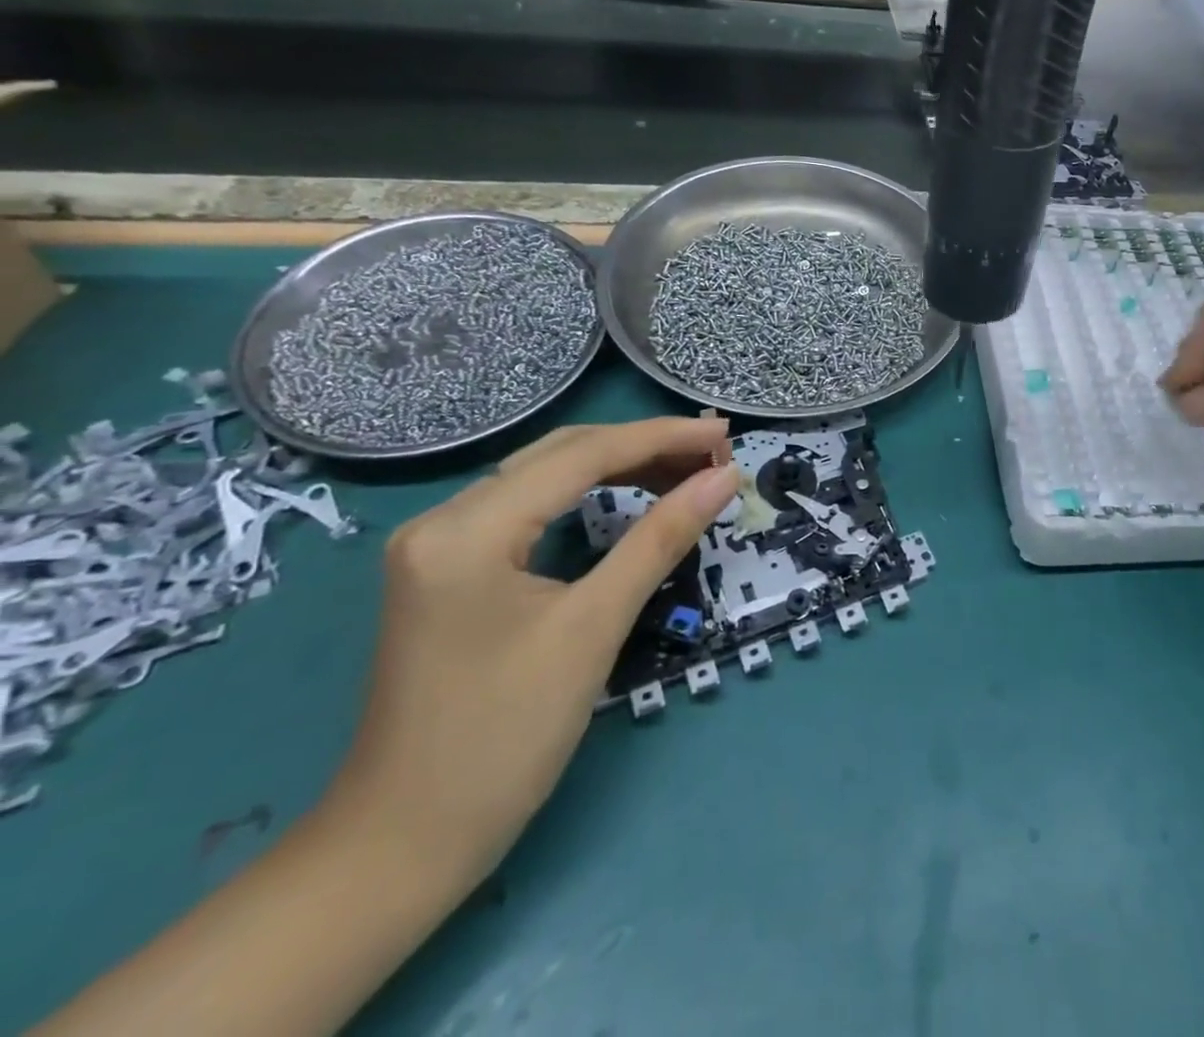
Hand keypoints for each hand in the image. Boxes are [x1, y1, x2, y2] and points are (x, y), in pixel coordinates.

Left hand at [324, 419, 739, 887]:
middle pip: (562, 454)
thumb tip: (724, 478)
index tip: (725, 434)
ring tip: (687, 472)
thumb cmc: (503, 739)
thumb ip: (660, 539)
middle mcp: (444, 518)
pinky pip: (531, 508)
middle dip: (645, 447)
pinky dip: (588, 496)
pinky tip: (630, 499)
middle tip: (714, 453)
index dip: (661, 437)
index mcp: (467, 530)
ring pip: (546, 477)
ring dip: (620, 467)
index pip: (582, 455)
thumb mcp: (593, 628)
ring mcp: (440, 543)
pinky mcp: (450, 568)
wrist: (401, 846)